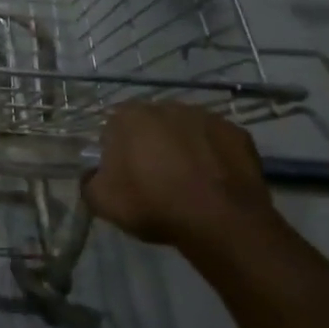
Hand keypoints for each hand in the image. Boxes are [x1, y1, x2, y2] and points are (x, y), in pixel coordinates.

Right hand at [84, 102, 279, 250]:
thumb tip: (93, 175)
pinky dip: (213, 157)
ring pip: (185, 130)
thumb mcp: (102, 202)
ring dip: (183, 148)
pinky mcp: (238, 133)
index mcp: (129, 117)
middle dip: (150, 145)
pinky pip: (216, 143)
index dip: (115, 151)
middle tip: (153, 178)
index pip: (113, 127)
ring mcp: (206, 117)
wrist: (219, 220)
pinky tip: (212, 182)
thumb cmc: (152, 204)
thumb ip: (89, 181)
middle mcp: (167, 106)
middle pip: (151, 125)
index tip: (122, 174)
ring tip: (187, 182)